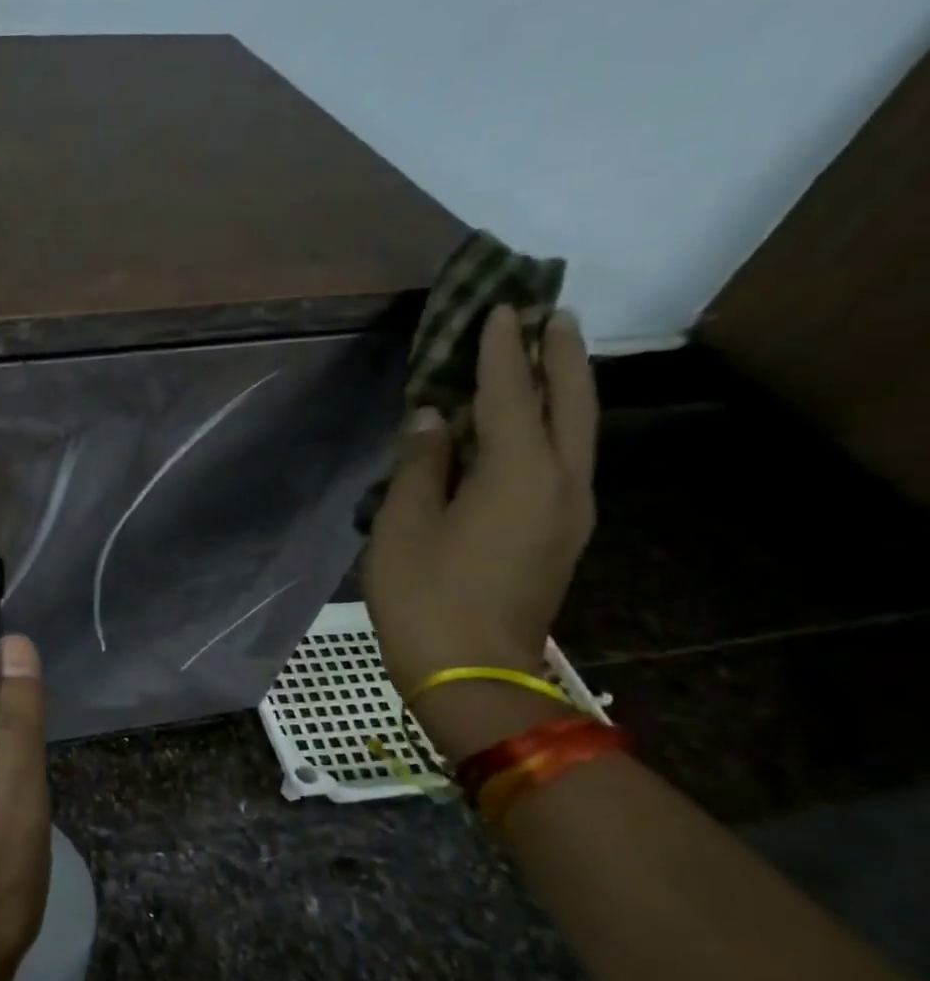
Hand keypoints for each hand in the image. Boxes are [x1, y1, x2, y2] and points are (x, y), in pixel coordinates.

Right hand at [364, 305, 597, 704]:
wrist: (471, 673)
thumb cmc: (424, 595)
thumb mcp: (403, 524)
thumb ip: (420, 462)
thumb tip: (432, 416)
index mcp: (517, 474)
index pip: (511, 394)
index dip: (501, 350)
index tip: (499, 307)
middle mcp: (560, 483)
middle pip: (570, 403)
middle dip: (560, 355)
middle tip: (549, 315)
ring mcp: (569, 511)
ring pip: (577, 432)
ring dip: (565, 388)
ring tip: (549, 354)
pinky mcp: (561, 534)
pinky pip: (565, 460)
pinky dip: (554, 426)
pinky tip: (533, 424)